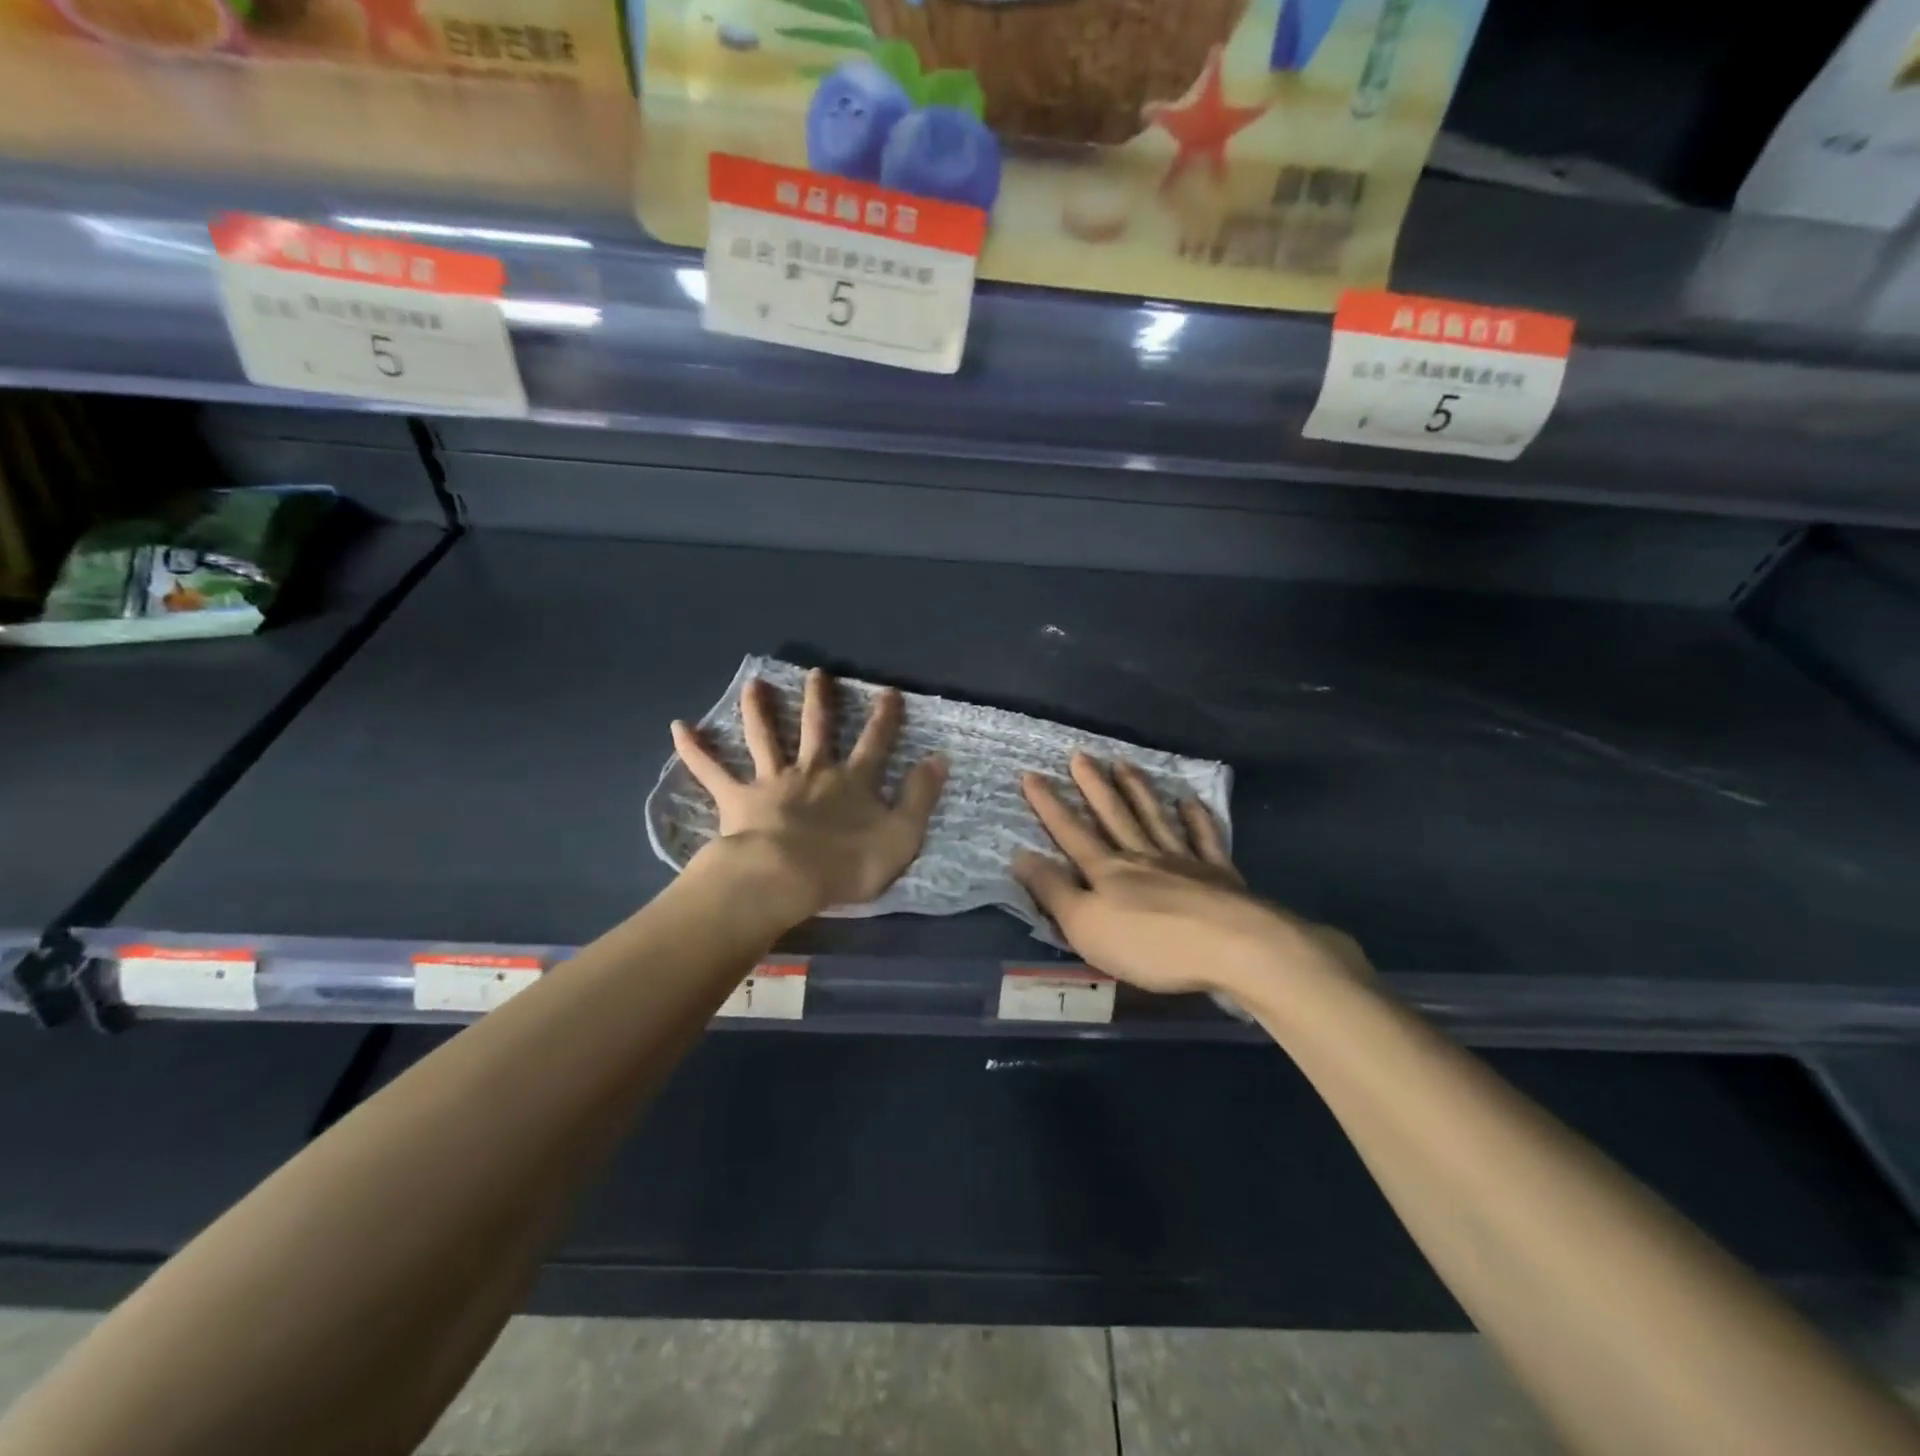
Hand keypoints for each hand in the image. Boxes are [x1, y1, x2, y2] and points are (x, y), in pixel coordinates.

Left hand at [671, 669, 946, 915]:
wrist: (785, 879)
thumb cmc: (846, 864)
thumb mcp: (901, 836)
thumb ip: (920, 797)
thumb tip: (939, 758)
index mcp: (852, 781)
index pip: (875, 742)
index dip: (885, 717)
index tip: (889, 691)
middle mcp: (813, 771)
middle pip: (817, 728)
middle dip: (820, 699)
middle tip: (817, 672)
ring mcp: (773, 781)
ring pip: (765, 737)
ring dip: (759, 709)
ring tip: (753, 683)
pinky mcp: (738, 798)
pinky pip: (712, 770)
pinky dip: (695, 749)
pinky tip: (677, 726)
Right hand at [1013, 753, 1369, 996]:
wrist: (1231, 947)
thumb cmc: (1149, 943)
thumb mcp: (1085, 925)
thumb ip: (1053, 891)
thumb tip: (1020, 855)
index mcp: (1107, 870)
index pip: (1071, 832)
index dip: (1049, 805)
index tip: (1031, 775)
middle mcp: (1142, 855)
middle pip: (1113, 815)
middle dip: (1093, 786)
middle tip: (1080, 755)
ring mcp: (1183, 861)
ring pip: (1154, 817)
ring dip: (1137, 790)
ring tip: (1124, 764)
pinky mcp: (1218, 874)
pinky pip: (1204, 838)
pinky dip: (1196, 818)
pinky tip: (1190, 801)